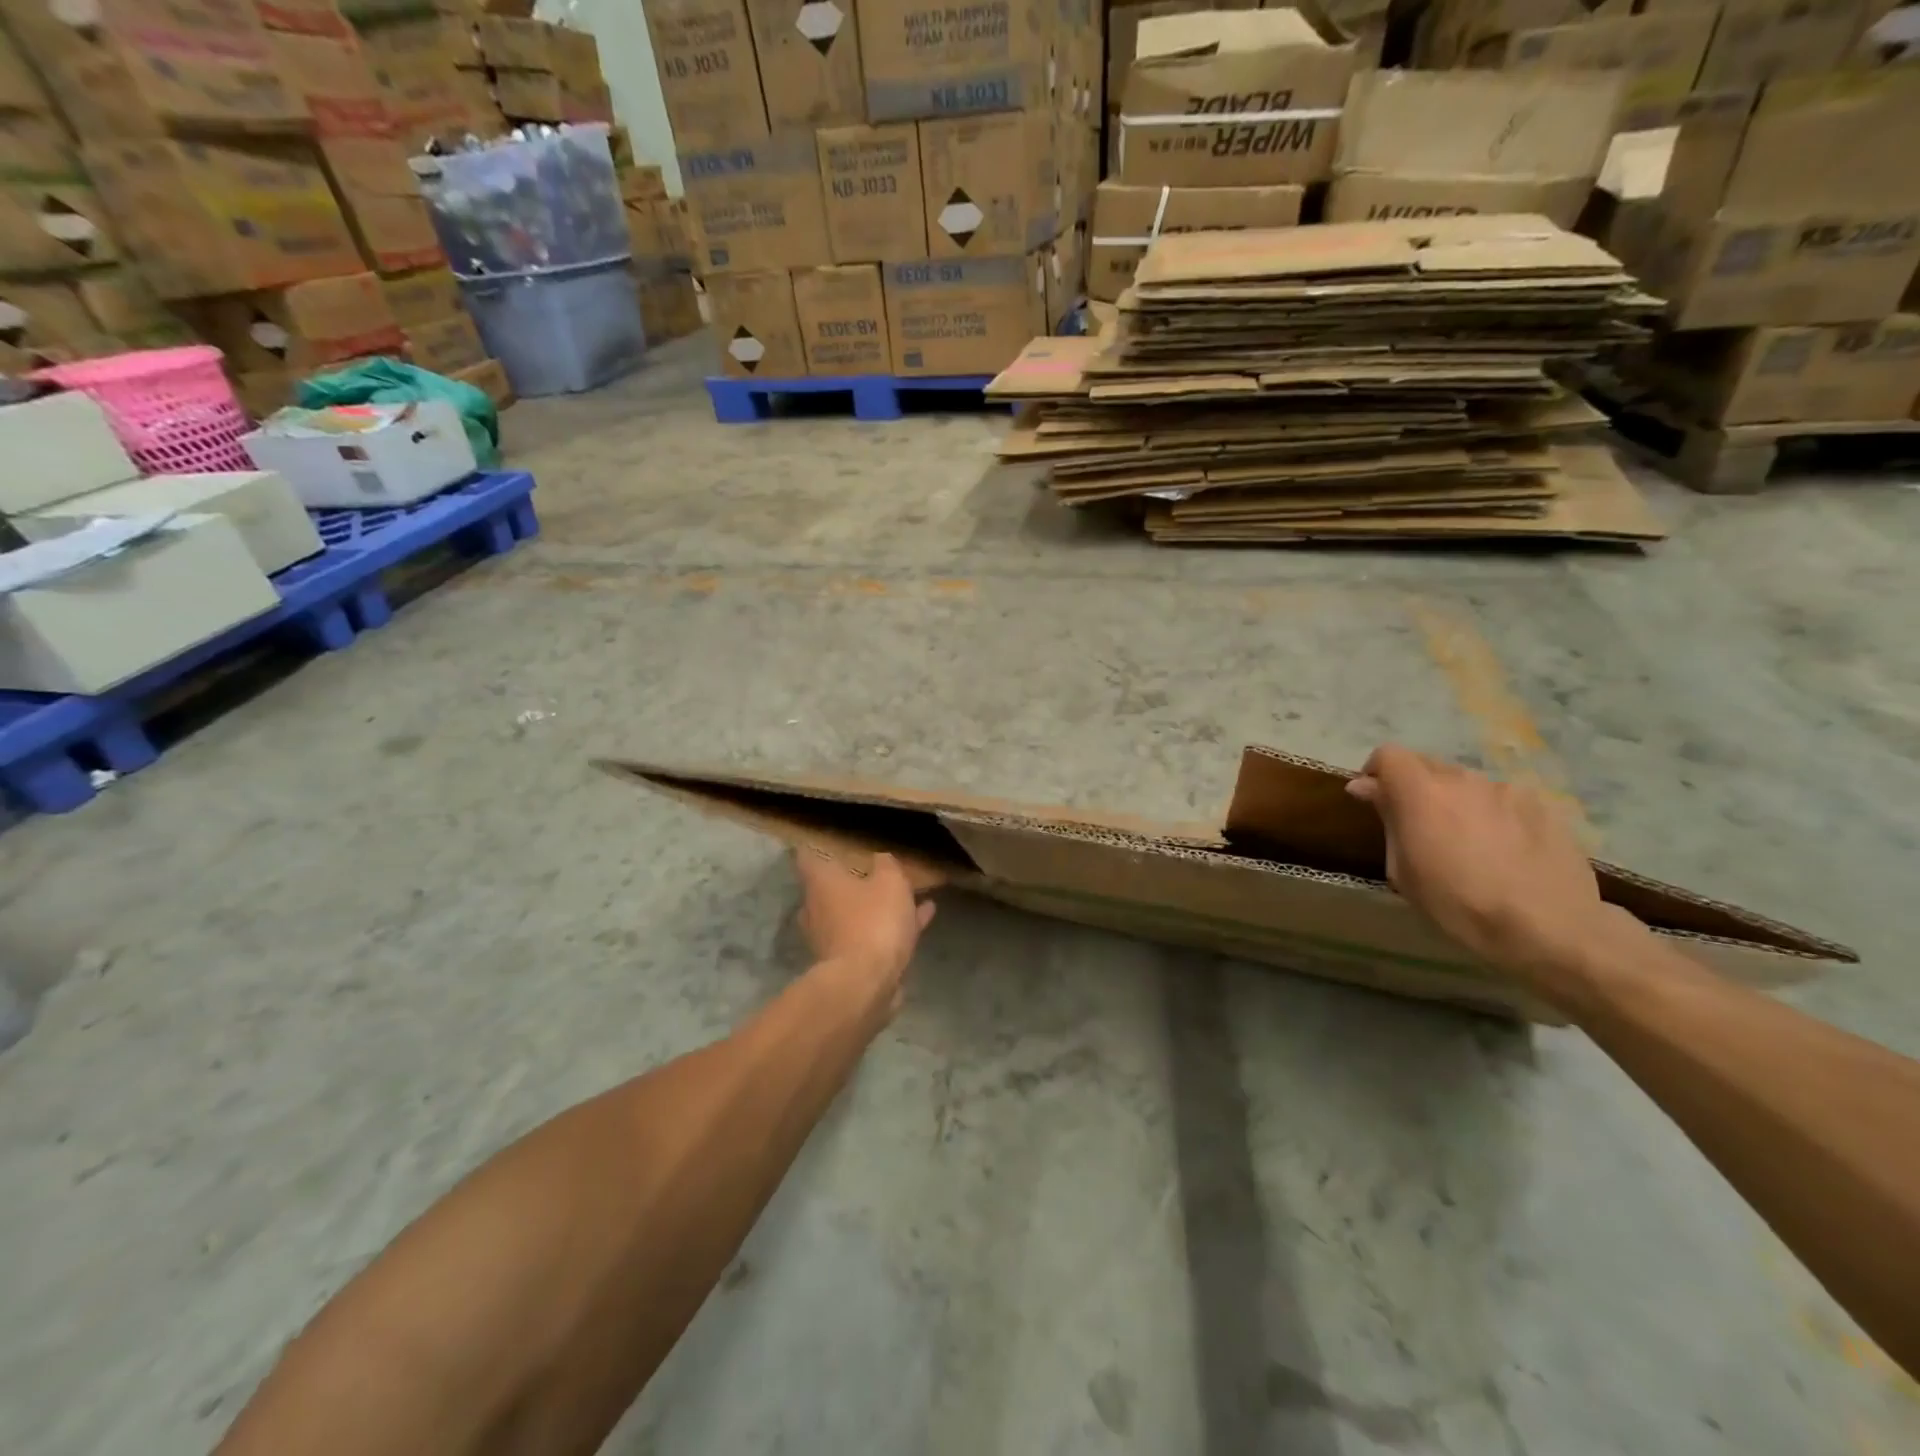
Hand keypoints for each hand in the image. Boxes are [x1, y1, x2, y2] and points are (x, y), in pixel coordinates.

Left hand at [793, 848, 935, 1017]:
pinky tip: (924, 916)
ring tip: (910, 893)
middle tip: (876, 868)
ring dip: (878, 904)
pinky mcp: (849, 962)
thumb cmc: (872, 921)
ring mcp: (830, 938)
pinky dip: (892, 926)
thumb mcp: (890, 882)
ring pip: (855, 913)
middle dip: (852, 879)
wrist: (866, 984)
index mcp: (820, 884)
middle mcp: (817, 910)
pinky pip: (872, 935)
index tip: (830, 840)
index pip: (807, 856)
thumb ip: (886, 865)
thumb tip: (880, 858)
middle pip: (830, 888)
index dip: (817, 846)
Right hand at [1346, 744, 1619, 983]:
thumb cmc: (1457, 903)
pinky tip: (1506, 850)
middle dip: (1416, 788)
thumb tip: (1367, 787)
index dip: (1377, 772)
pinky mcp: (1543, 805)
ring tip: (1469, 843)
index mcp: (1421, 792)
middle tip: (1420, 827)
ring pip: (1468, 784)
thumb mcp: (1402, 869)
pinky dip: (1494, 815)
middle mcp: (1463, 778)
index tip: (1375, 799)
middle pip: (1428, 765)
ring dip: (1457, 802)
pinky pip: (1504, 800)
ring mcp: (1507, 789)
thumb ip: (1387, 819)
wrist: (1548, 927)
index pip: (1388, 754)